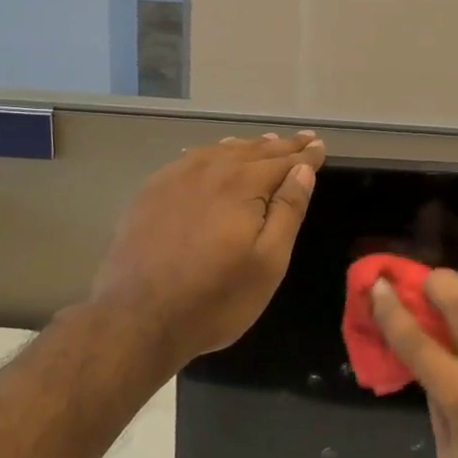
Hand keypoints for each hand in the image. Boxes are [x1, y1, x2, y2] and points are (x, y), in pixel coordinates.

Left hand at [90, 132, 325, 366]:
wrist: (137, 318)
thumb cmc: (215, 298)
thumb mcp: (268, 262)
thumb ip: (288, 210)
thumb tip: (303, 170)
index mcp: (242, 183)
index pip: (283, 162)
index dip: (305, 156)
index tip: (320, 146)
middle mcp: (209, 170)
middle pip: (253, 151)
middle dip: (281, 146)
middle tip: (302, 139)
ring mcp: (175, 178)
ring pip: (220, 151)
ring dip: (247, 147)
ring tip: (265, 142)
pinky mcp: (151, 191)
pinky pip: (190, 160)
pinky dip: (212, 153)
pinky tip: (214, 156)